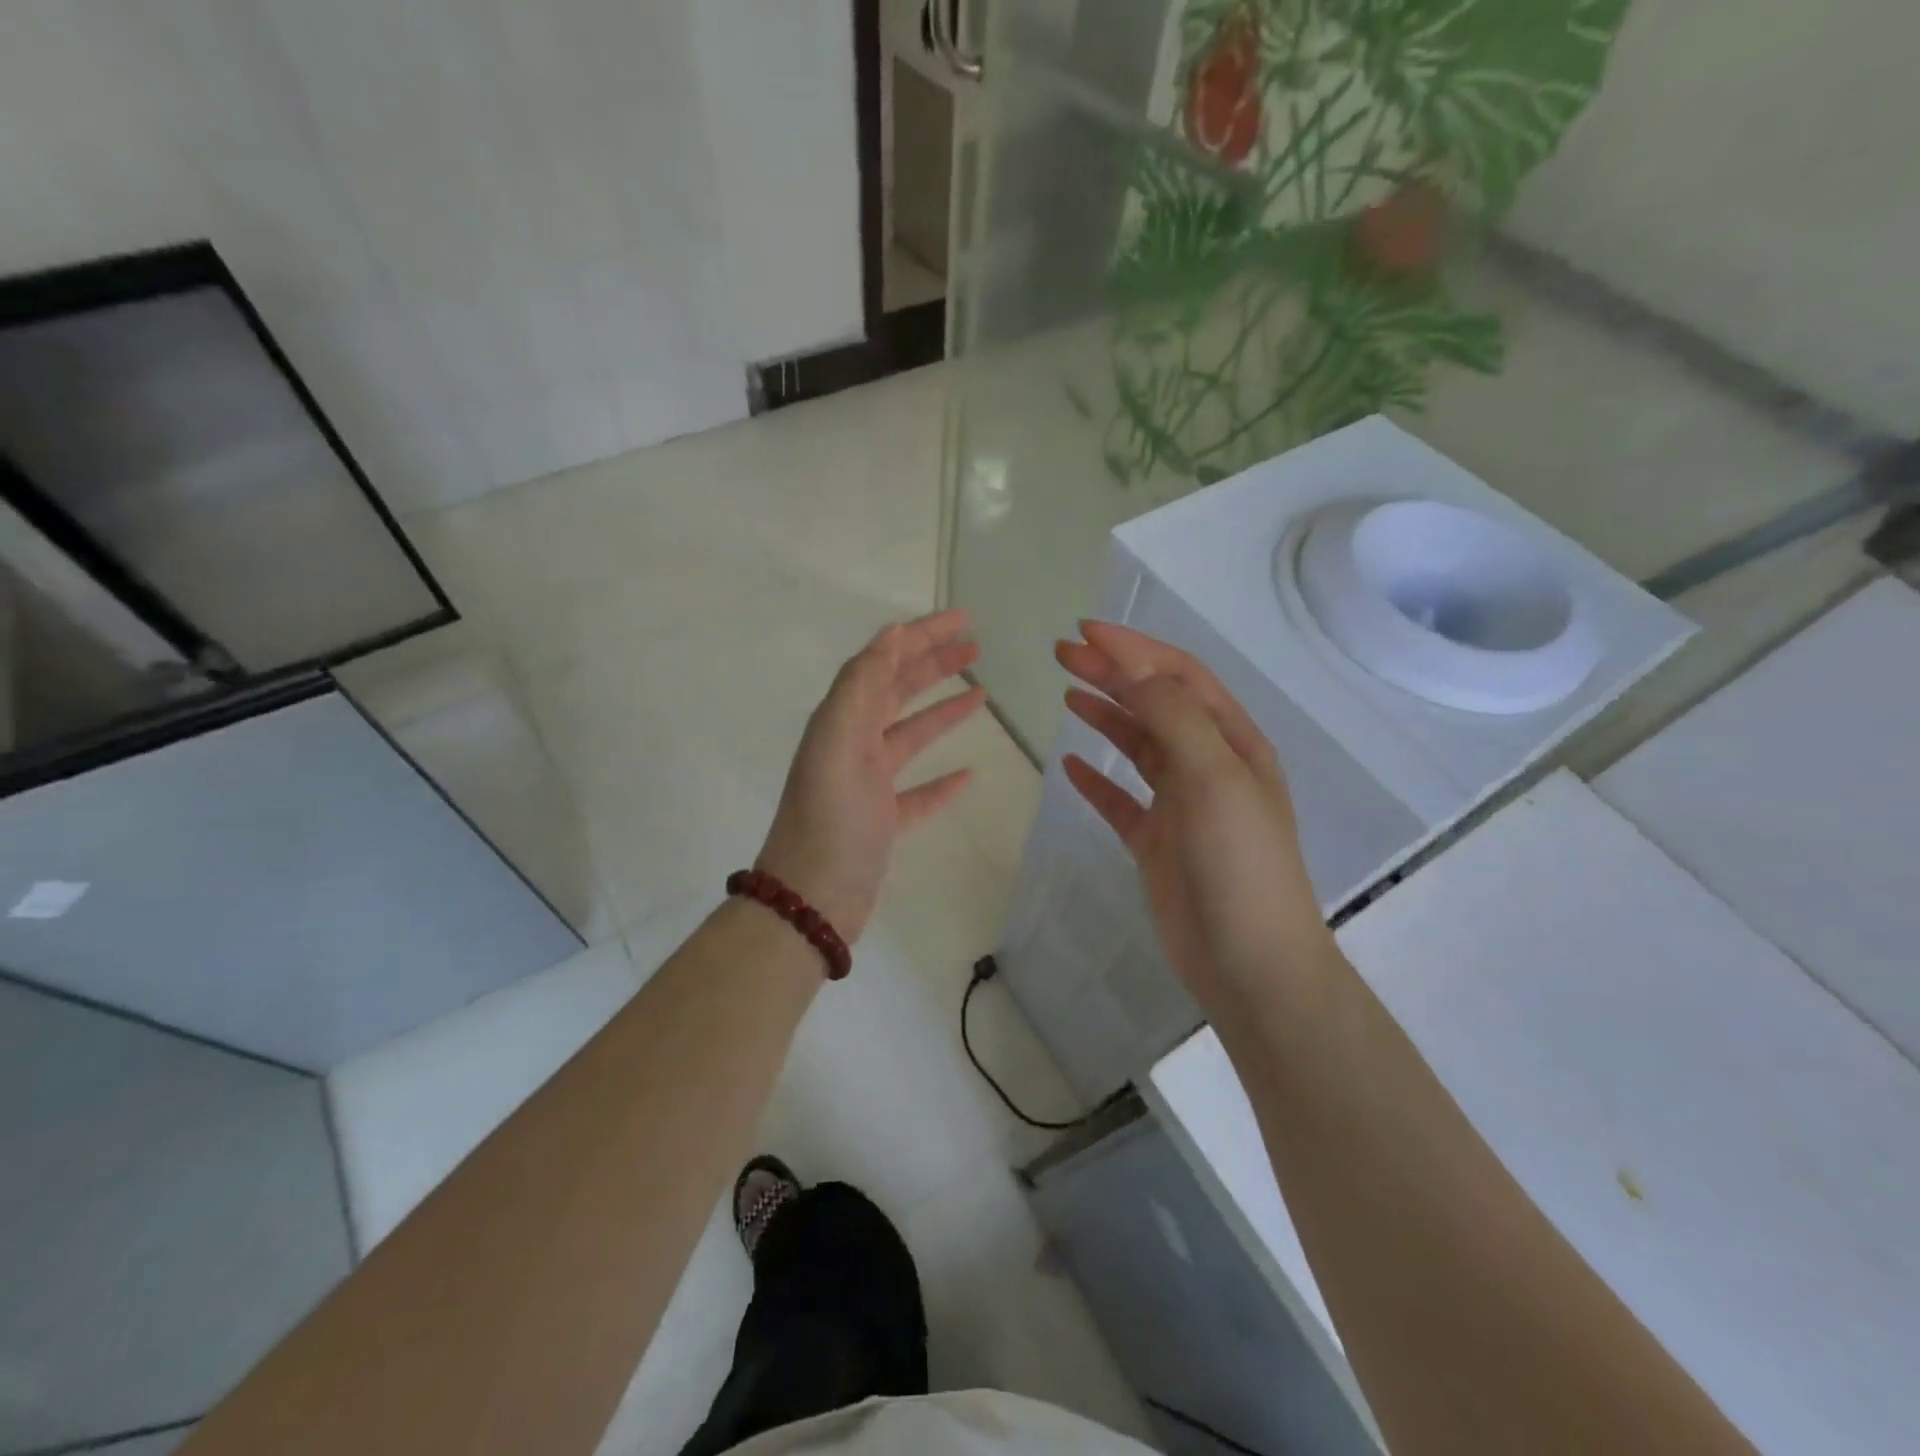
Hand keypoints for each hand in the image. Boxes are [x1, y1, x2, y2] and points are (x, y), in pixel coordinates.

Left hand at [757, 608, 984, 940]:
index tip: (962, 618)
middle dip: (934, 665)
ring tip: (981, 693)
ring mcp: (869, 786)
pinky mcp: (883, 823)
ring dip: (943, 712)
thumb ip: (861, 685)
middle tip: (976, 646)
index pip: (883, 663)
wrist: (810, 903)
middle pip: (898, 693)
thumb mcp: (838, 742)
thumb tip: (891, 634)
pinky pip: (919, 792)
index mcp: (841, 721)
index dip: (920, 637)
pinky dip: (942, 780)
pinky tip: (967, 773)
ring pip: (911, 737)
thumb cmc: (829, 820)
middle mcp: (852, 745)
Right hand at [1055, 621, 1333, 1016]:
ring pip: (1138, 747)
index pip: (1178, 677)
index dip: (1134, 649)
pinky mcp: (1157, 843)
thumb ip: (1173, 717)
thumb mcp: (1213, 777)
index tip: (1084, 633)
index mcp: (1232, 742)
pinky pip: (1121, 801)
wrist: (1250, 963)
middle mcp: (1208, 765)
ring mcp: (1181, 805)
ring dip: (1105, 716)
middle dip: (1112, 674)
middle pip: (1154, 704)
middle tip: (1062, 655)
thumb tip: (1133, 667)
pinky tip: (1072, 767)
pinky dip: (1097, 781)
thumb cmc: (1239, 863)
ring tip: (1067, 694)